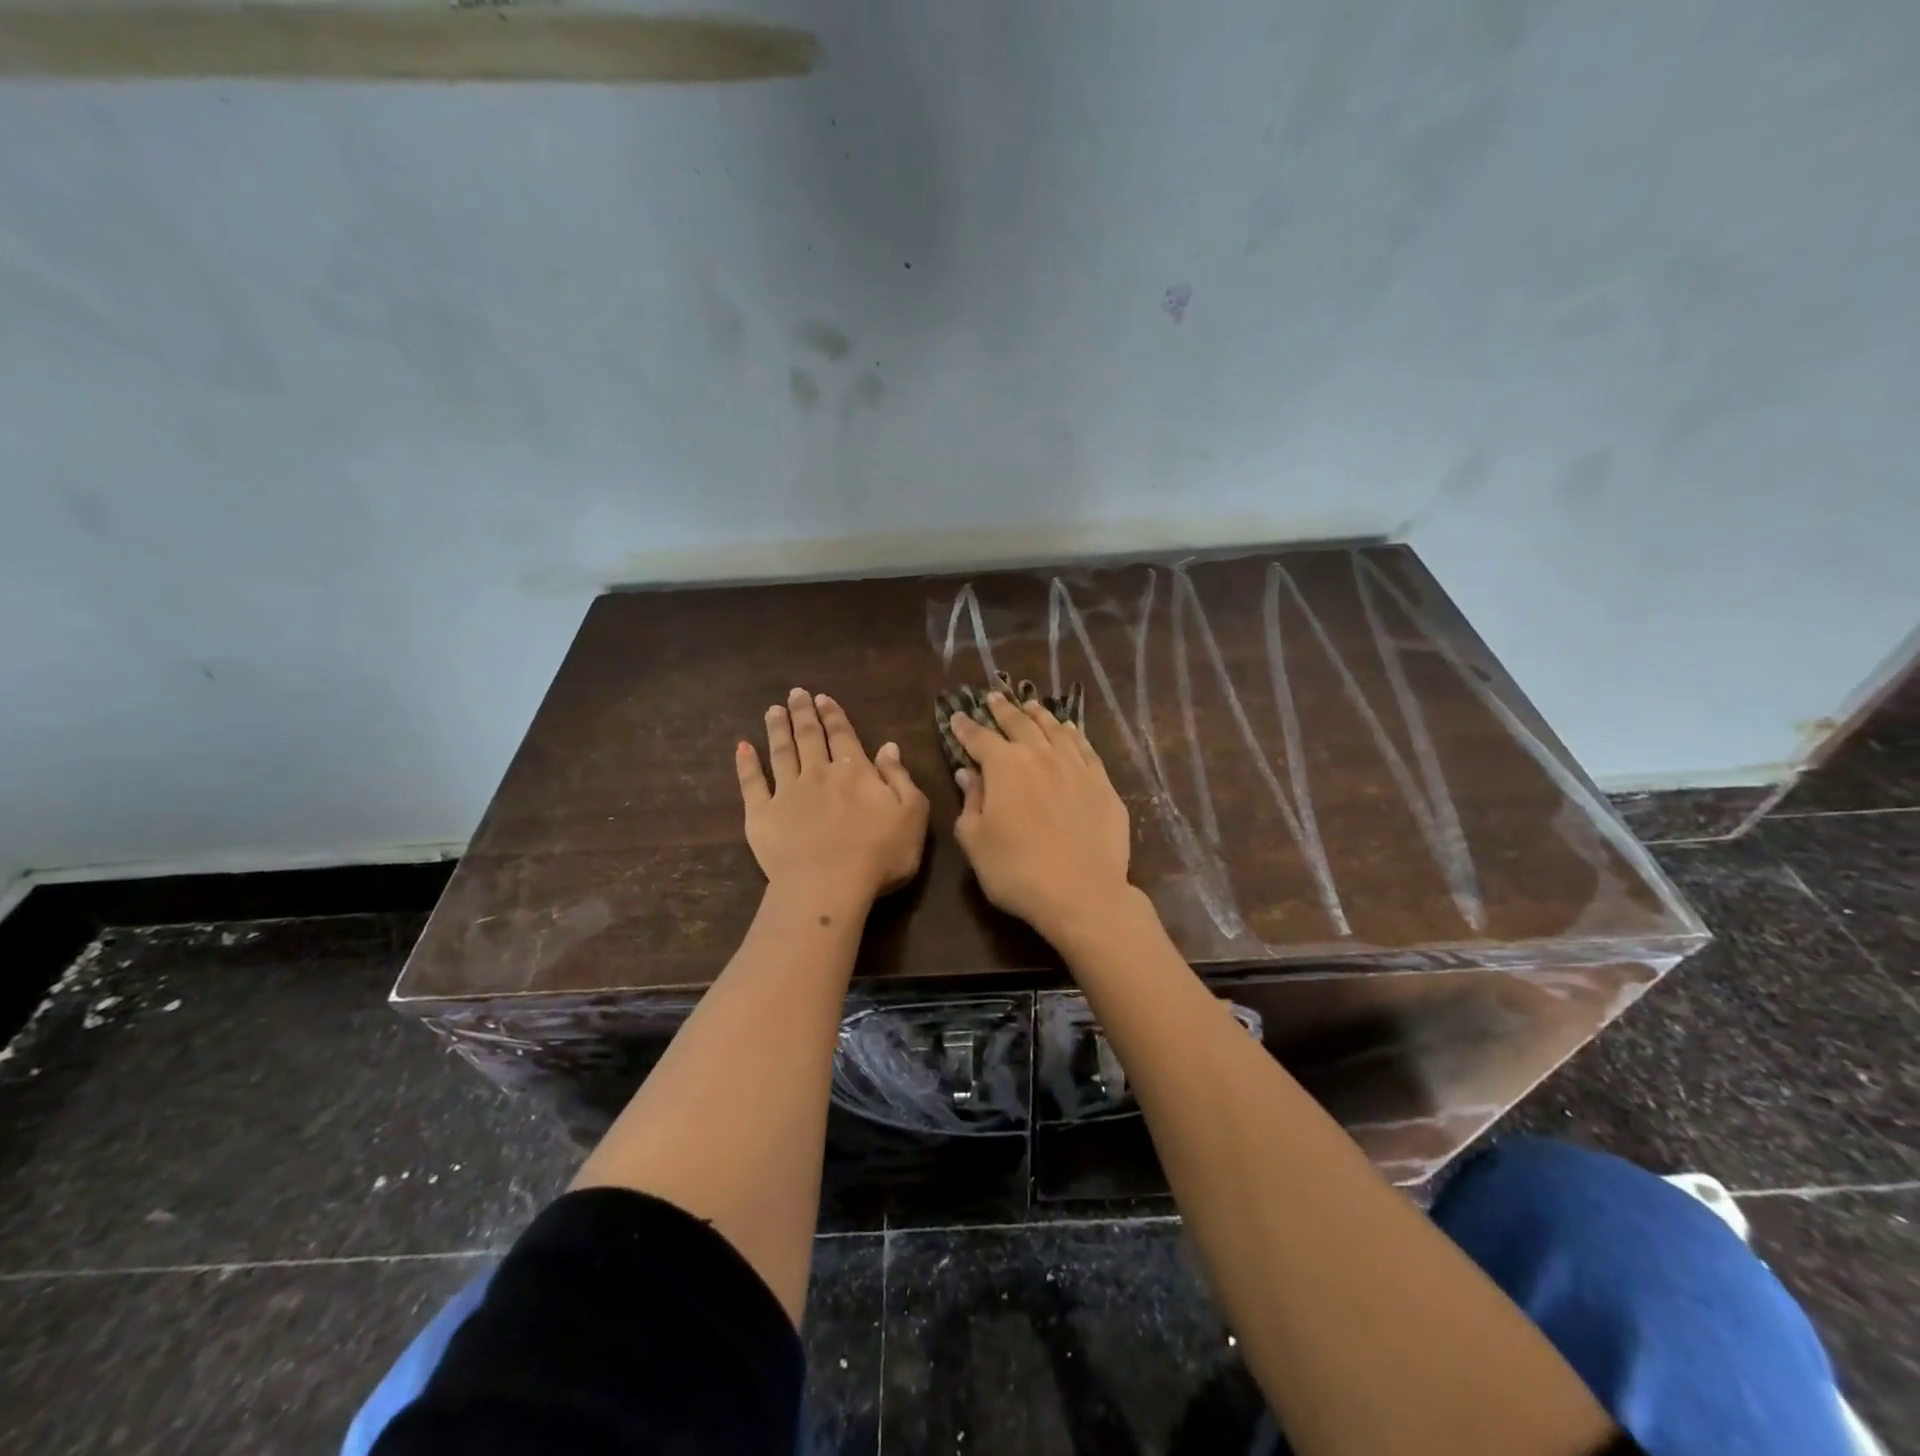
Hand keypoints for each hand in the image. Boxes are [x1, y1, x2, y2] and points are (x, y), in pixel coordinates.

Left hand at [736, 688, 928, 910]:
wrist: (829, 886)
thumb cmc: (880, 854)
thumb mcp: (911, 814)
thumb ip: (900, 778)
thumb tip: (889, 746)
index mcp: (856, 772)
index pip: (843, 735)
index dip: (833, 715)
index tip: (822, 697)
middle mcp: (819, 774)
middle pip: (810, 736)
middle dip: (803, 713)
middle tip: (795, 693)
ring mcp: (787, 793)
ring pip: (781, 752)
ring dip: (777, 729)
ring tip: (773, 710)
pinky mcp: (762, 815)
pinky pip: (752, 783)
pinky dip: (746, 764)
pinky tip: (742, 747)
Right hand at [949, 692, 1133, 942]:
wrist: (1081, 892)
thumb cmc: (1016, 870)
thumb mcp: (976, 840)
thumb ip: (971, 802)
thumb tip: (968, 774)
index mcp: (1004, 766)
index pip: (979, 738)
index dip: (966, 727)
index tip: (958, 716)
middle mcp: (1040, 755)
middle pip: (1019, 724)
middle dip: (1003, 710)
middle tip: (993, 697)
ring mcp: (1076, 766)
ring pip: (1055, 729)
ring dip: (1039, 714)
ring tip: (1030, 705)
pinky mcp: (1102, 783)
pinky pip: (1085, 748)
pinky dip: (1073, 734)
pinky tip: (1069, 729)